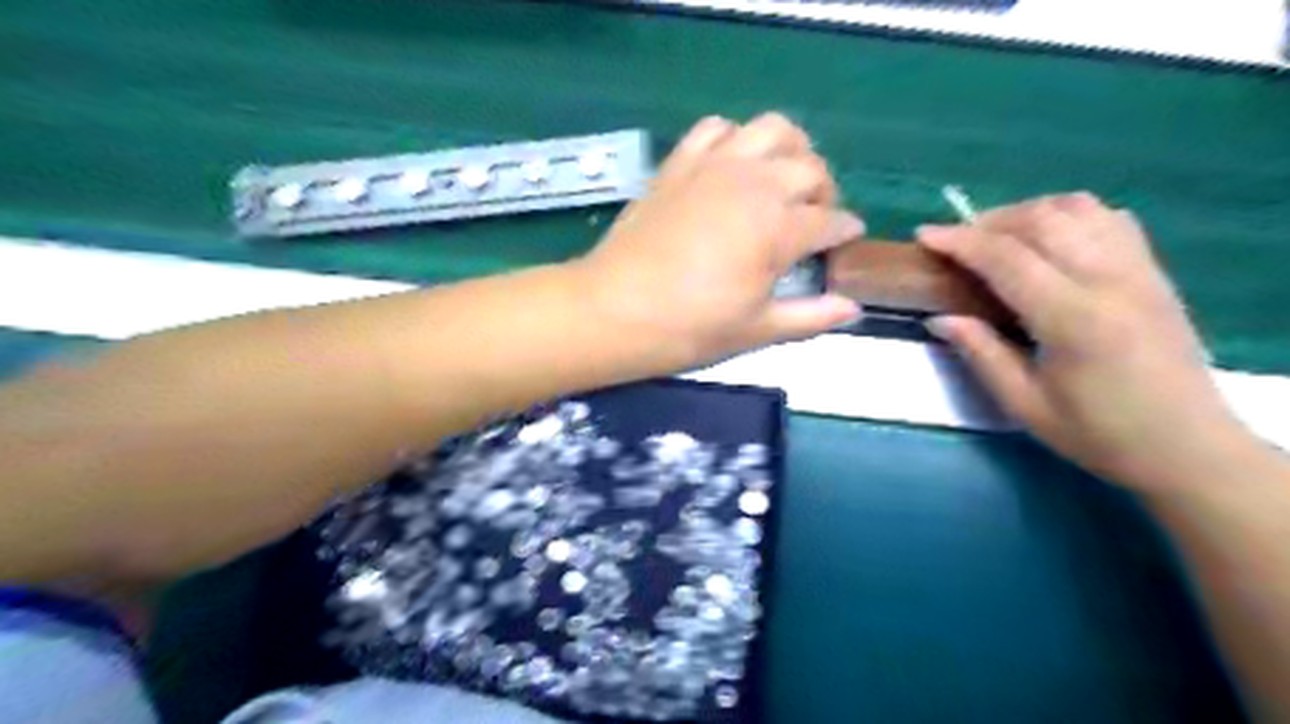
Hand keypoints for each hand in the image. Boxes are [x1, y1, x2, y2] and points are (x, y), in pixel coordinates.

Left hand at [578, 112, 859, 372]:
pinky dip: (735, 138)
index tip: (846, 241)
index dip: (845, 232)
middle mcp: (755, 184)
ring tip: (781, 181)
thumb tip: (854, 309)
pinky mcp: (680, 163)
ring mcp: (715, 166)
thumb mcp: (755, 331)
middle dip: (824, 192)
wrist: (614, 310)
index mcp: (779, 228)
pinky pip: (717, 128)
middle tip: (813, 220)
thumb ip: (810, 317)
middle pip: (811, 169)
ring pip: (773, 129)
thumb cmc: (688, 328)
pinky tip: (732, 165)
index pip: (831, 220)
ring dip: (790, 150)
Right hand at [915, 192, 1260, 490]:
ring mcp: (1139, 270)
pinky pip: (1109, 219)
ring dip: (1028, 212)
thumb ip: (981, 353)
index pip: (1007, 259)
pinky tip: (1048, 240)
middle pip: (1042, 220)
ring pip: (1078, 208)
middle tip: (956, 241)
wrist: (1188, 447)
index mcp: (1073, 319)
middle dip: (989, 221)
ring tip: (998, 237)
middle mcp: (1110, 281)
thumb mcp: (1025, 404)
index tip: (924, 234)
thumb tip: (939, 318)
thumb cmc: (1098, 434)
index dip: (960, 241)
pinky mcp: (1154, 272)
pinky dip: (1068, 215)